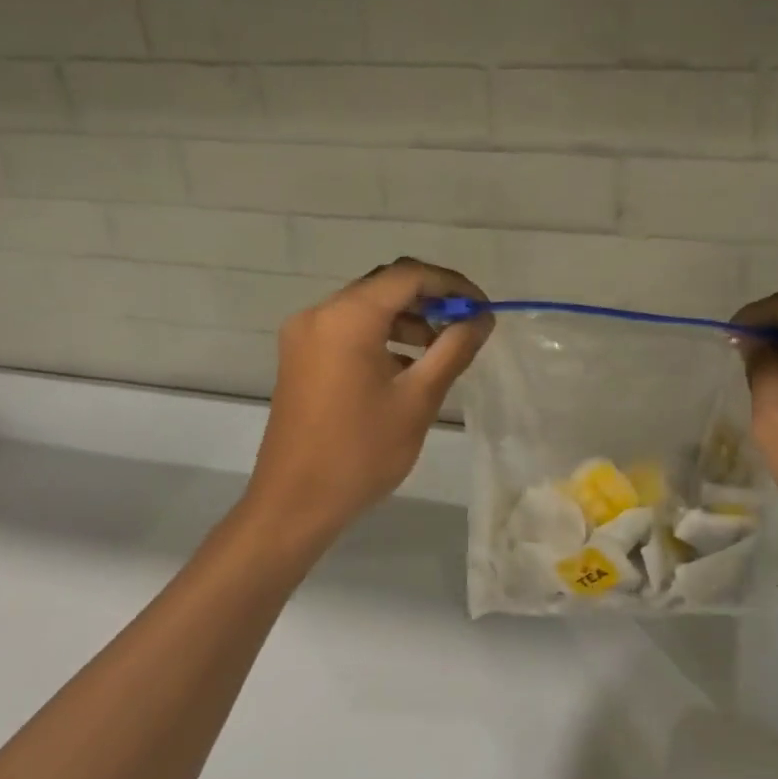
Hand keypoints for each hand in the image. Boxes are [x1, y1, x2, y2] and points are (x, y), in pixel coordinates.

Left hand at [243, 258, 491, 543]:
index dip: (452, 285)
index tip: (482, 310)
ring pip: (366, 308)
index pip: (409, 276)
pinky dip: (381, 337)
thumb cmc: (361, 452)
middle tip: (466, 326)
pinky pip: (347, 330)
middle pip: (385, 286)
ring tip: (441, 349)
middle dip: (430, 300)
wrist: (295, 503)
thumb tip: (482, 319)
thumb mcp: (418, 400)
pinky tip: (406, 366)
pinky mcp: (300, 357)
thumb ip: (453, 350)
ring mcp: (304, 335)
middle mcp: (320, 313)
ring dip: (407, 319)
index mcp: (347, 317)